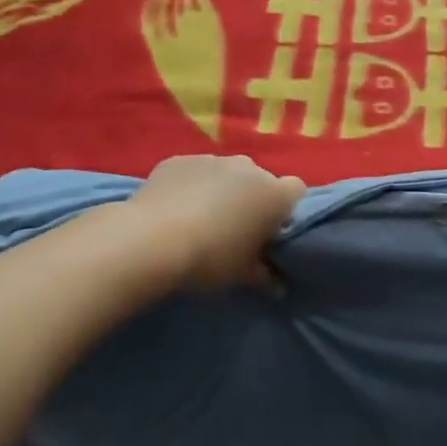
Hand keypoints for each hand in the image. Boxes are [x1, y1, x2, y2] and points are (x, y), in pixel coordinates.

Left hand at [124, 155, 305, 290]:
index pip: (296, 191)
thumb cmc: (210, 259)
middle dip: (251, 199)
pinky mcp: (179, 159)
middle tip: (234, 229)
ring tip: (199, 218)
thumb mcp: (242, 275)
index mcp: (274, 194)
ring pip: (226, 174)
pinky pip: (194, 171)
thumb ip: (265, 276)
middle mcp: (249, 168)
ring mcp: (212, 159)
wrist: (150, 241)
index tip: (270, 230)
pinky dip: (190, 185)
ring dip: (221, 190)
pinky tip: (174, 208)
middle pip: (259, 180)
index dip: (285, 209)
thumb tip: (279, 287)